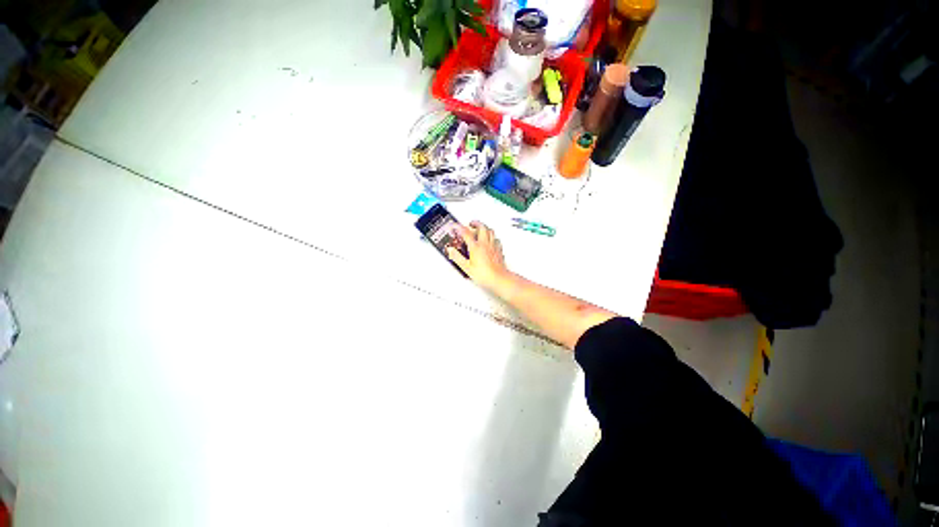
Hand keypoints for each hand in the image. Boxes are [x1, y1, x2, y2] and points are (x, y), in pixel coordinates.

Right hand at [447, 221, 512, 291]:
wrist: (498, 279)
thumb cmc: (484, 274)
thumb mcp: (466, 267)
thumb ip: (457, 257)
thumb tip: (451, 250)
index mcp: (476, 247)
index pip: (466, 232)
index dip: (459, 227)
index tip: (455, 226)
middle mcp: (485, 244)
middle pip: (481, 227)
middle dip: (475, 223)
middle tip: (470, 223)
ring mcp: (493, 246)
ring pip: (490, 231)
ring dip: (484, 227)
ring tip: (480, 228)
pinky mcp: (499, 250)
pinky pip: (496, 239)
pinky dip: (492, 236)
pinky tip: (490, 239)